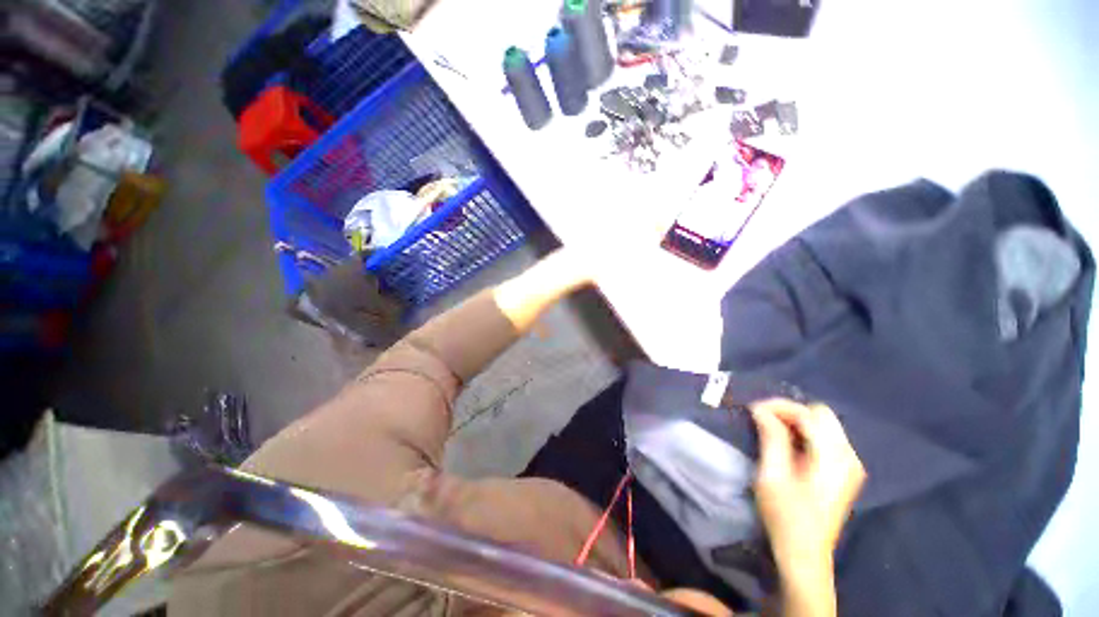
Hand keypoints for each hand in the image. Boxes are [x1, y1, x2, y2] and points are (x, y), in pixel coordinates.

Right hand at [750, 399, 865, 574]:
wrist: (804, 553)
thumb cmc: (786, 515)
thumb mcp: (772, 475)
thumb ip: (771, 437)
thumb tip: (760, 409)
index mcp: (834, 458)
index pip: (809, 415)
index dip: (779, 407)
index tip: (753, 410)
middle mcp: (849, 457)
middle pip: (821, 415)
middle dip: (790, 411)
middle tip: (763, 419)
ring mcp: (850, 464)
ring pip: (824, 424)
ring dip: (796, 421)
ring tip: (771, 429)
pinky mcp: (845, 471)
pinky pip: (826, 438)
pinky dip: (805, 433)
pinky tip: (788, 443)